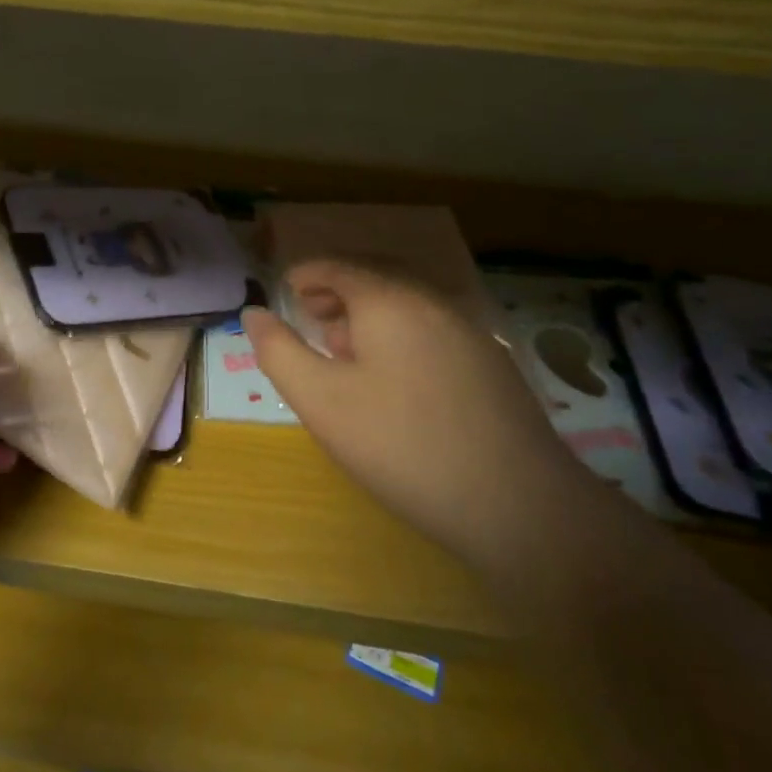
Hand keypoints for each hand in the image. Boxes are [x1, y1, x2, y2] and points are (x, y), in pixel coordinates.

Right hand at [241, 259, 574, 557]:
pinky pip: (433, 331)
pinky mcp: (492, 366)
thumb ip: (279, 352)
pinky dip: (401, 336)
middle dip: (337, 293)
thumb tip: (254, 313)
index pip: (339, 267)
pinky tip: (394, 380)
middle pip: (377, 280)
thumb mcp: (321, 401)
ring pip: (408, 307)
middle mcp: (433, 304)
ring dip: (369, 316)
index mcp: (389, 302)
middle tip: (310, 318)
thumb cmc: (401, 444)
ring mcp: (470, 333)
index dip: (307, 274)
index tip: (285, 291)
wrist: (517, 504)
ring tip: (344, 350)